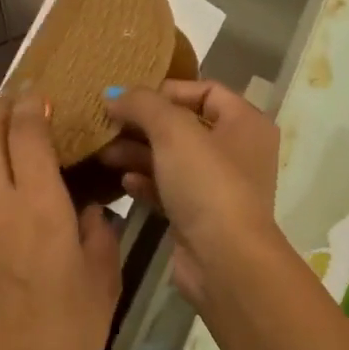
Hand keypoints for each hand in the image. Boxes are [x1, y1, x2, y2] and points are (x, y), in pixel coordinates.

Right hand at [97, 80, 279, 306]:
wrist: (224, 259)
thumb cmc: (207, 183)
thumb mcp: (174, 131)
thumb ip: (143, 104)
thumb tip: (115, 95)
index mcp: (245, 123)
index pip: (206, 91)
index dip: (167, 90)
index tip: (129, 98)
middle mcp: (237, 151)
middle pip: (184, 126)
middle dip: (143, 124)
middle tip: (106, 125)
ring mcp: (218, 186)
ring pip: (173, 159)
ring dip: (138, 153)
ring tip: (103, 153)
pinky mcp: (199, 216)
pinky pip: (169, 189)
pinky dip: (146, 182)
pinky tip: (122, 182)